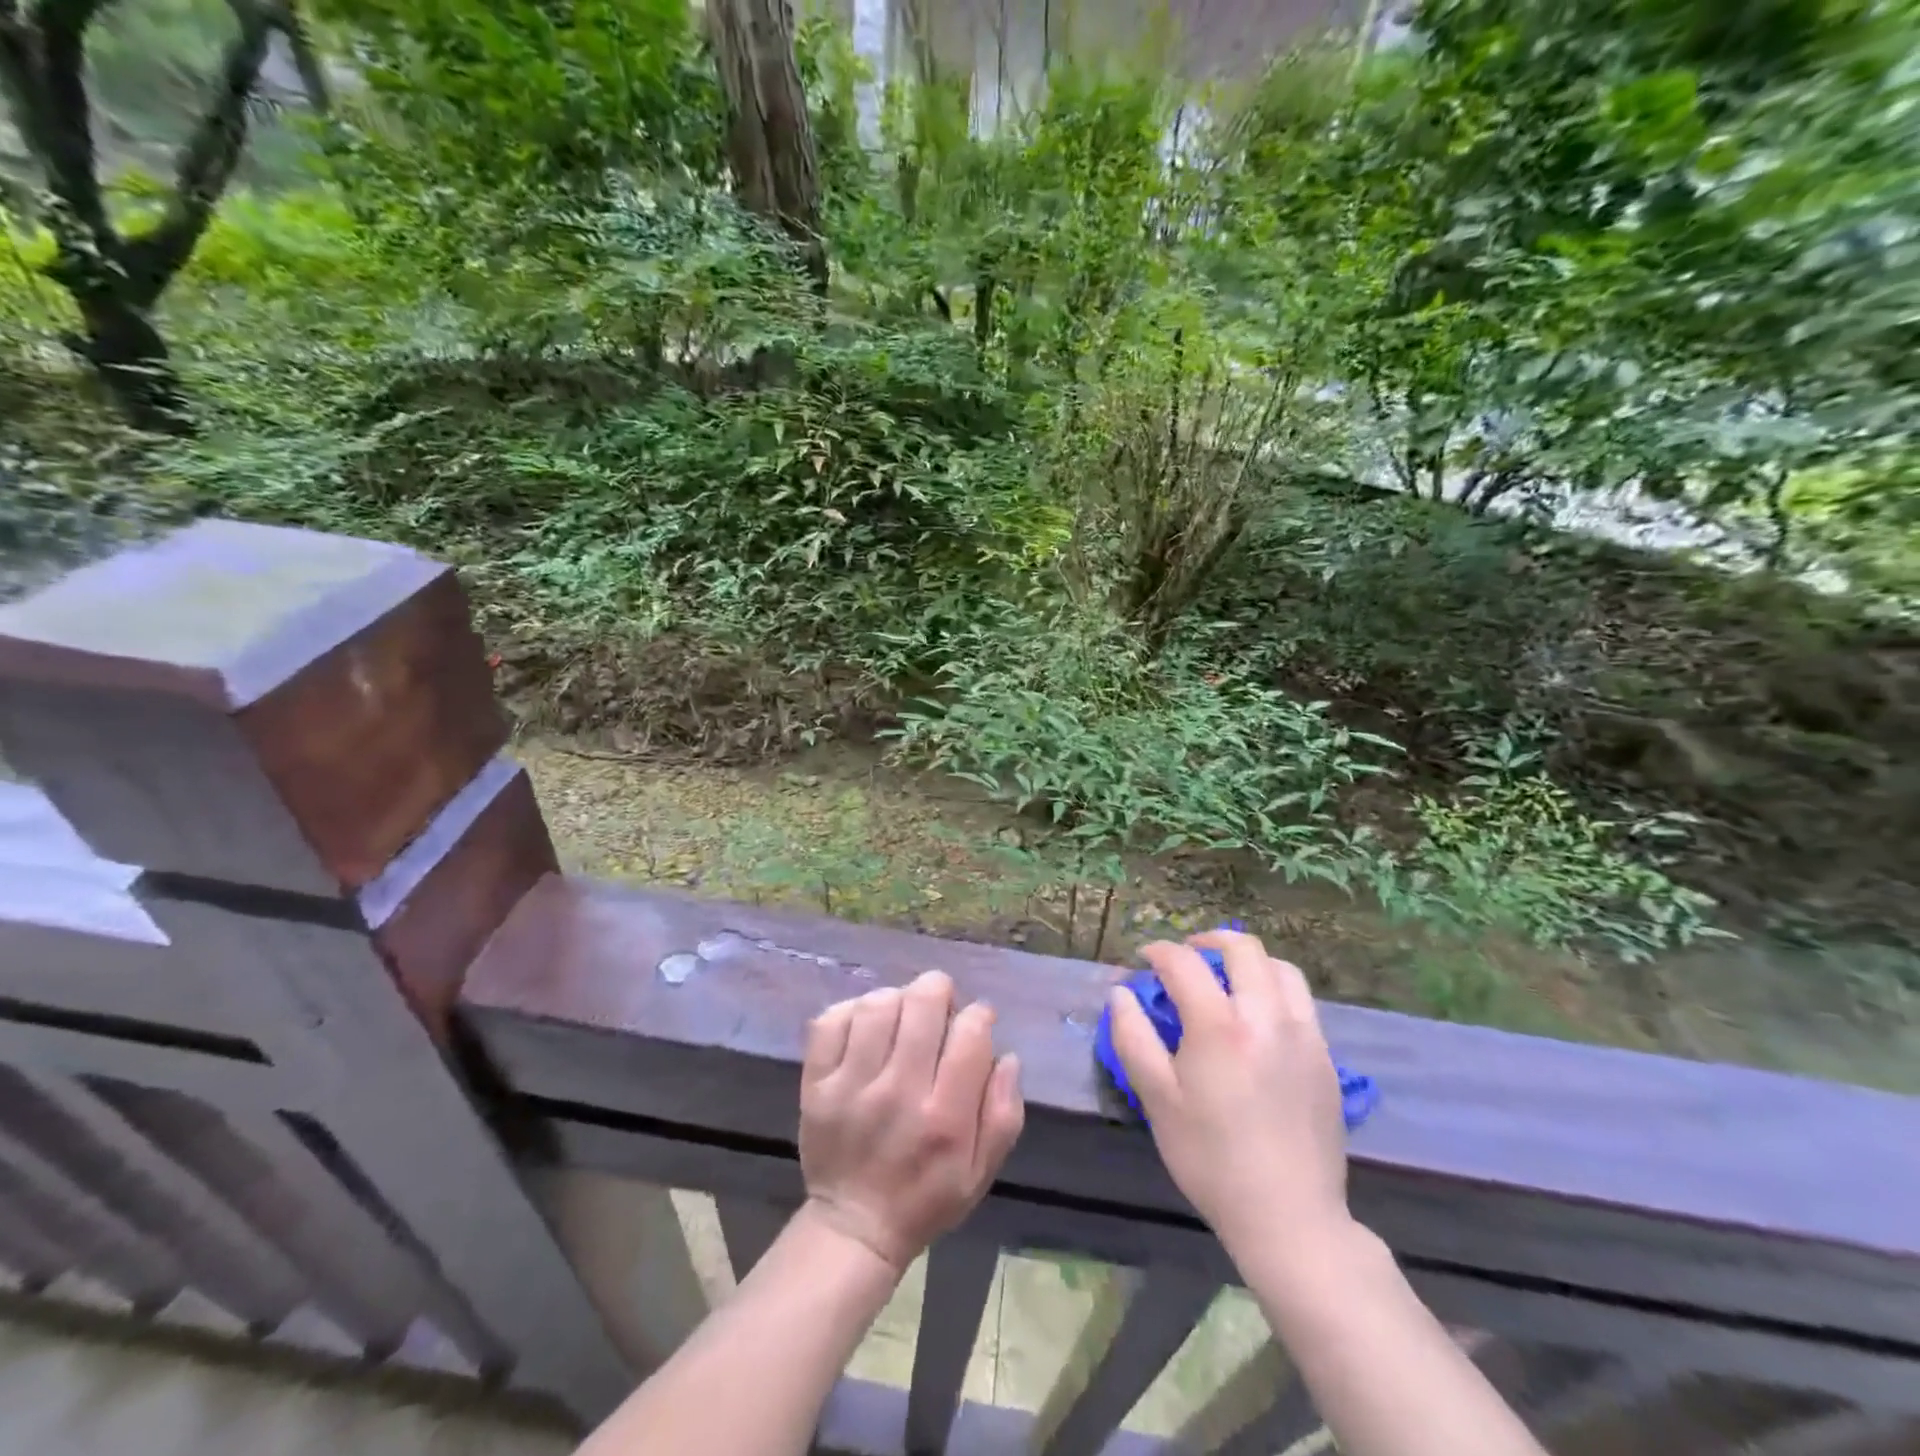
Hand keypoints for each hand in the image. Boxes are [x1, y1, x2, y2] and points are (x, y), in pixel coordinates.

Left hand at [798, 971, 1024, 1272]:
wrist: (854, 1228)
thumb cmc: (926, 1197)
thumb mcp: (981, 1171)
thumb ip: (1004, 1113)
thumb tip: (1008, 1055)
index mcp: (945, 1117)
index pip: (970, 1033)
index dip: (979, 1015)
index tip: (976, 1023)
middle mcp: (899, 1093)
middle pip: (922, 1004)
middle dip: (939, 992)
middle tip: (939, 1009)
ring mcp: (851, 1087)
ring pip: (878, 1005)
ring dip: (897, 999)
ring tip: (902, 1017)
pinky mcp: (817, 1085)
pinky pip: (832, 1021)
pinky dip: (852, 1011)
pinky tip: (866, 1027)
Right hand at [1107, 931, 1349, 1258]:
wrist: (1290, 1217)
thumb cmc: (1211, 1158)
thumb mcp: (1157, 1099)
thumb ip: (1133, 1037)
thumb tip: (1121, 993)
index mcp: (1219, 1025)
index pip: (1184, 963)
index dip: (1158, 951)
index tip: (1144, 958)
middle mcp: (1266, 1015)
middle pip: (1242, 948)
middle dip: (1208, 940)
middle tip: (1187, 955)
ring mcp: (1304, 1034)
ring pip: (1280, 968)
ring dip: (1248, 961)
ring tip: (1226, 979)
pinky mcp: (1325, 1057)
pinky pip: (1300, 1001)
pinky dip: (1274, 989)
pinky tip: (1257, 1018)